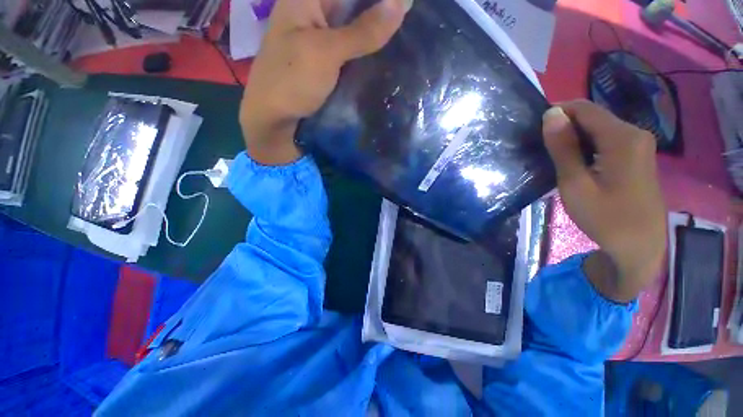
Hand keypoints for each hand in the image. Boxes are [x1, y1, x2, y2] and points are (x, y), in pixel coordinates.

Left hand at [240, 0, 408, 164]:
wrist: (274, 122)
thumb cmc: (291, 82)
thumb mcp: (326, 52)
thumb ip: (363, 30)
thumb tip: (402, 2)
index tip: (407, 4)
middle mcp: (315, 12)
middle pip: (353, 3)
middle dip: (381, 9)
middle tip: (410, 15)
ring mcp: (322, 39)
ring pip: (356, 25)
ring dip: (378, 28)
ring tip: (407, 30)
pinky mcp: (328, 62)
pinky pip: (353, 48)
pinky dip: (369, 49)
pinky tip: (388, 50)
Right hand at [542, 100, 666, 301]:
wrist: (639, 245)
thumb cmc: (605, 218)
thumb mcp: (575, 184)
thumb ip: (563, 148)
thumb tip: (550, 115)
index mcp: (622, 138)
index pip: (584, 109)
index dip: (556, 112)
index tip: (533, 129)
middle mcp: (634, 133)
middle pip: (592, 116)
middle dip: (564, 126)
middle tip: (539, 147)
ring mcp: (638, 143)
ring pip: (598, 128)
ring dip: (573, 137)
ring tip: (552, 155)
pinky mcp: (635, 155)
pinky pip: (605, 139)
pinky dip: (585, 145)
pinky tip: (573, 162)